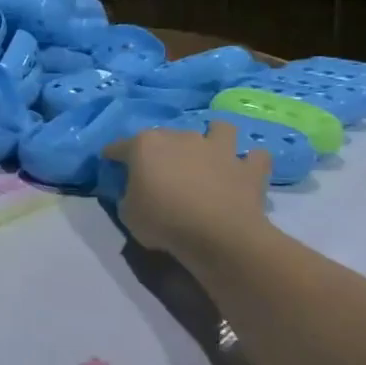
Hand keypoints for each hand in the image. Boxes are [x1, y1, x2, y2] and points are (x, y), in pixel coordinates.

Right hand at [101, 120, 270, 257]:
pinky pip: (255, 157)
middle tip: (161, 170)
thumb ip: (127, 195)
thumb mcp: (127, 213)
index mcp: (145, 145)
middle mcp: (181, 137)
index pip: (119, 146)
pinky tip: (243, 170)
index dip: (113, 156)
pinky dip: (249, 162)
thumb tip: (133, 191)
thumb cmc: (163, 221)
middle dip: (162, 148)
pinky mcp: (248, 167)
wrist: (217, 235)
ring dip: (214, 138)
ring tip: (209, 155)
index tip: (111, 165)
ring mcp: (218, 149)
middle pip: (166, 135)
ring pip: (219, 129)